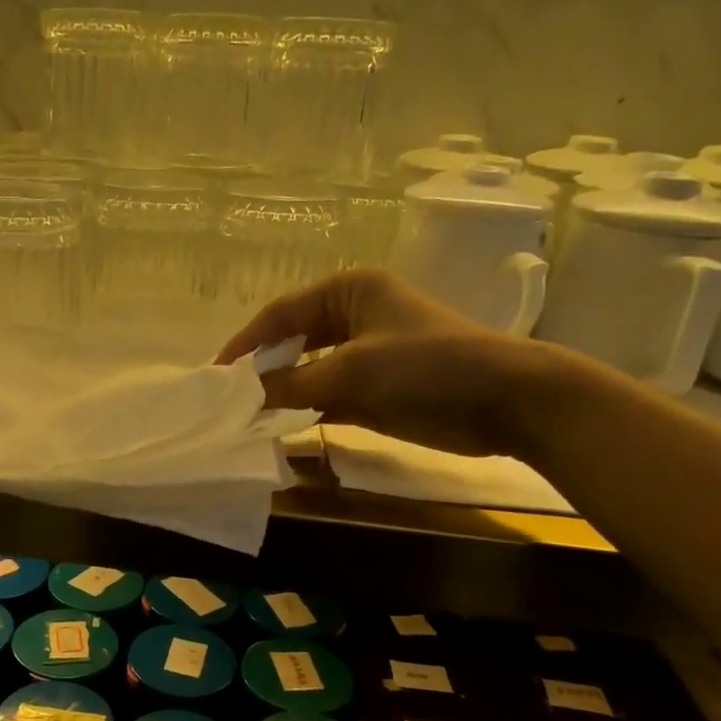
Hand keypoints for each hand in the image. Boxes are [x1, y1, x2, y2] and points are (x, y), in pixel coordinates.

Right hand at [215, 268, 553, 455]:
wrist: (505, 401)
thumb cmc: (428, 365)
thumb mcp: (353, 369)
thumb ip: (293, 383)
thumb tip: (244, 396)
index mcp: (349, 291)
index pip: (281, 313)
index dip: (246, 343)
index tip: (215, 374)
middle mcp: (352, 318)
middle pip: (291, 342)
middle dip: (261, 370)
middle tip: (227, 399)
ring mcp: (363, 356)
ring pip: (306, 373)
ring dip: (280, 394)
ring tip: (243, 417)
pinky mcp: (373, 391)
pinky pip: (325, 398)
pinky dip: (303, 412)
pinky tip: (276, 429)